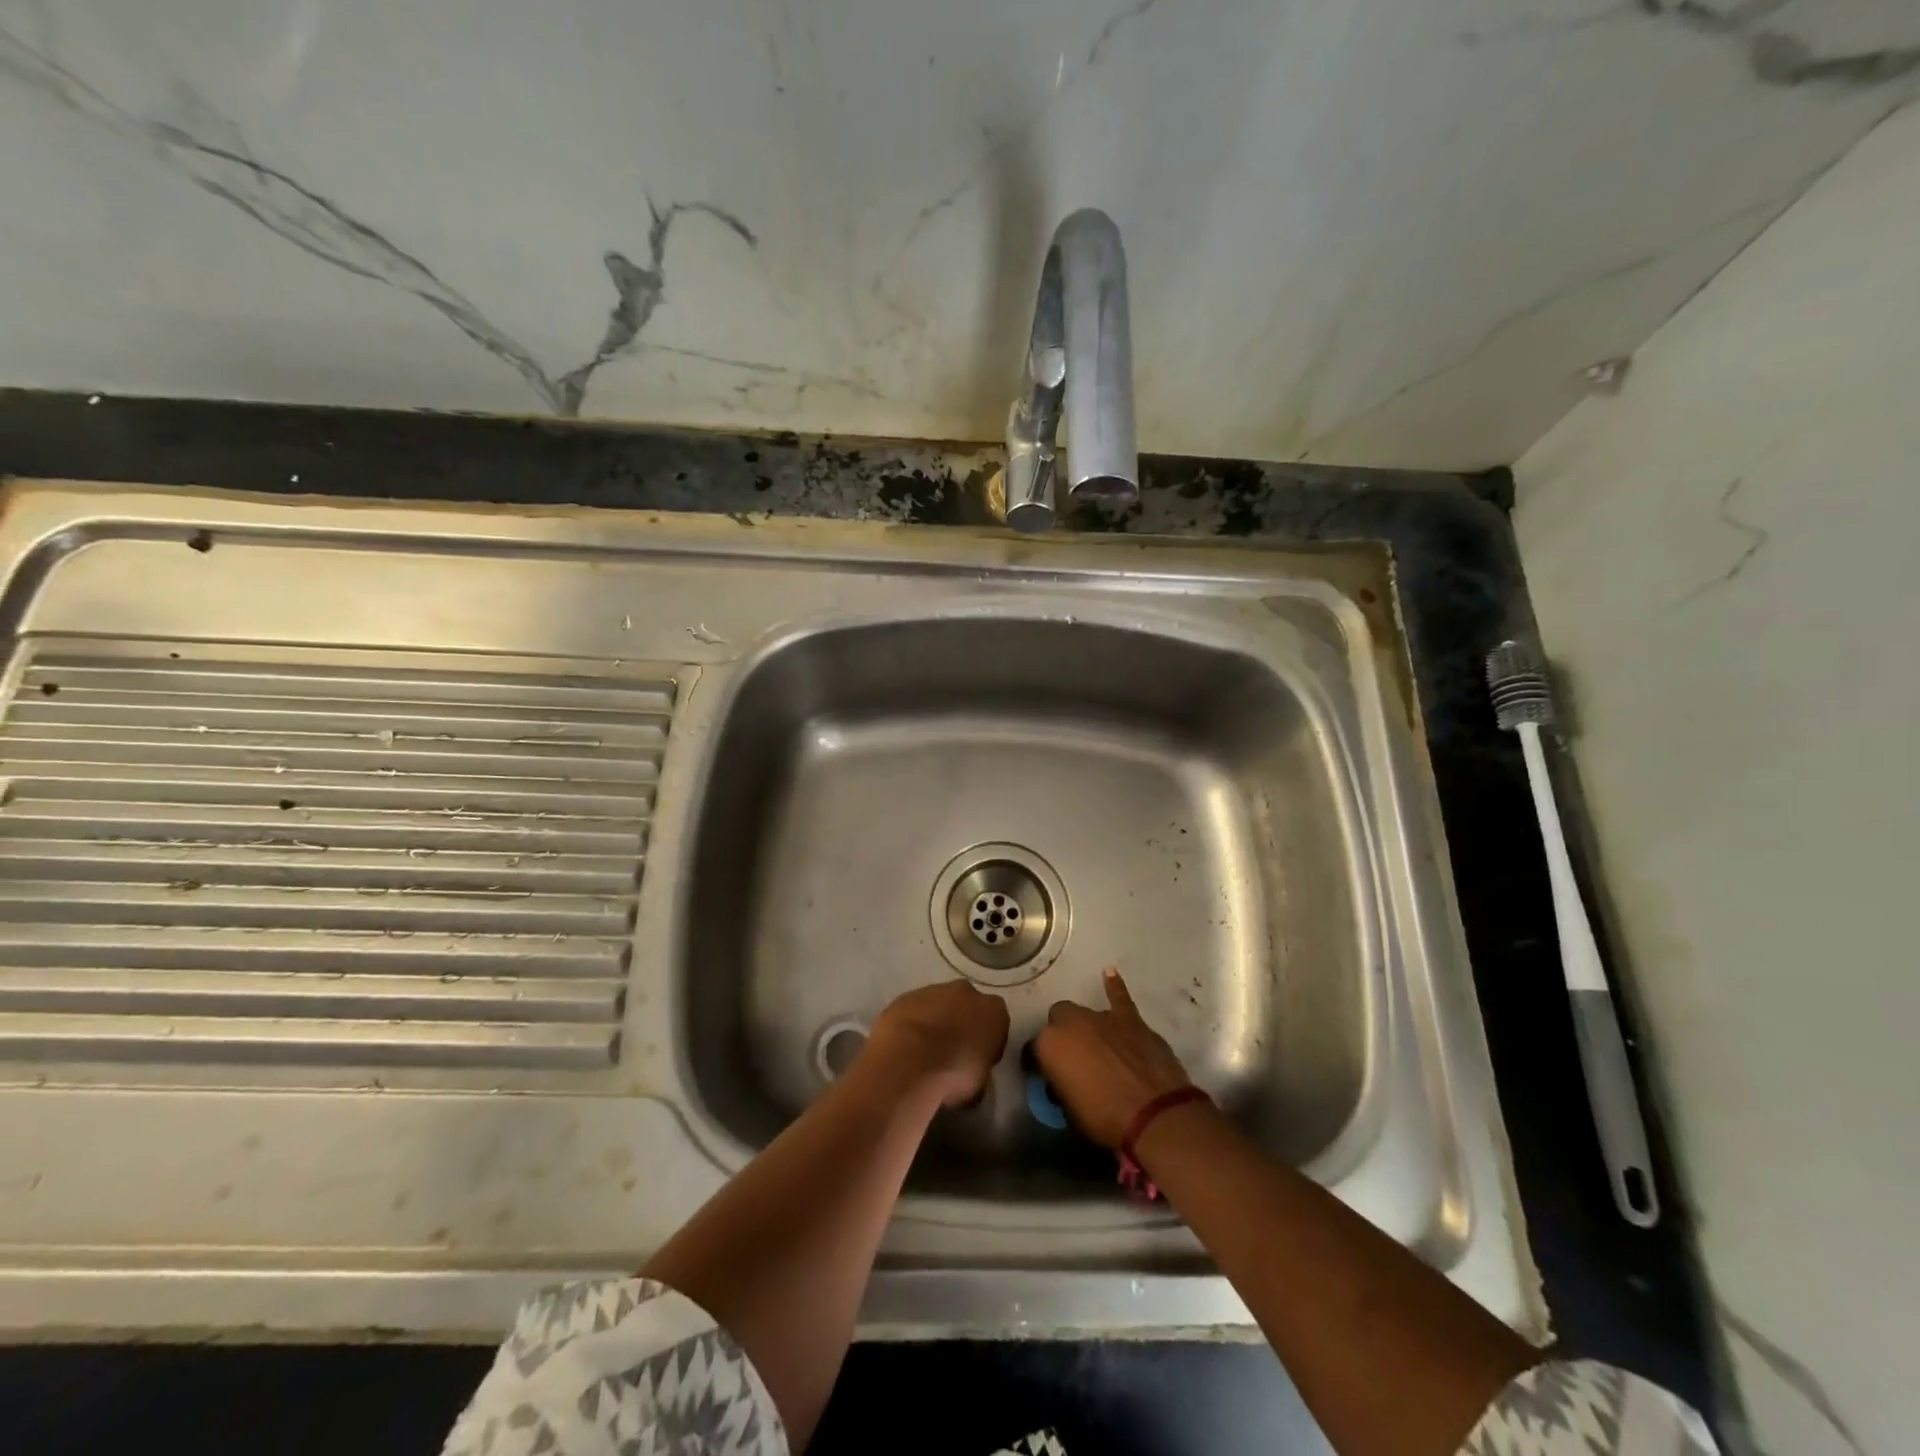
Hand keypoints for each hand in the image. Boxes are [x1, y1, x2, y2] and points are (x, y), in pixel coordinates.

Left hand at [864, 978, 1010, 1107]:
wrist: (909, 1060)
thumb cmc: (954, 1074)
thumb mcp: (980, 1085)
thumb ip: (980, 1070)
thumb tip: (971, 1073)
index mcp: (994, 1011)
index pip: (997, 1024)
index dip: (988, 1044)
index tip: (977, 1062)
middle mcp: (967, 992)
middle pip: (968, 1007)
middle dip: (962, 1025)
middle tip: (951, 1054)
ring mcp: (935, 990)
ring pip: (940, 1005)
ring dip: (936, 1023)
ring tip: (924, 1054)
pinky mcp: (907, 995)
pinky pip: (915, 1010)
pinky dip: (913, 1024)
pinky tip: (905, 1048)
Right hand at [1033, 968, 1192, 1146]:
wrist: (1154, 1113)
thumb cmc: (1105, 1119)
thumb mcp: (1069, 1111)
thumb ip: (1060, 1085)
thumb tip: (1064, 1078)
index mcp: (1049, 1045)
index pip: (1033, 1049)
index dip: (1039, 1063)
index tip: (1045, 1076)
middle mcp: (1070, 1022)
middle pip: (1058, 1021)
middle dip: (1062, 1035)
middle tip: (1072, 1059)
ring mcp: (1101, 1016)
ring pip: (1085, 1013)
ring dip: (1087, 1027)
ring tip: (1096, 1045)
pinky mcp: (1129, 1018)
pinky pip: (1118, 997)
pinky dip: (1114, 987)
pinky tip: (1110, 973)